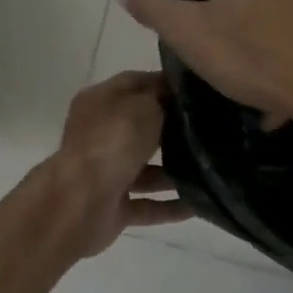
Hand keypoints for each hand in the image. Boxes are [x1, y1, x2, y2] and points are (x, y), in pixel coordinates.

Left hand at [47, 71, 191, 256]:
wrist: (82, 202)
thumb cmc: (113, 142)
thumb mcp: (144, 105)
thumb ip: (161, 98)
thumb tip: (174, 99)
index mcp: (99, 102)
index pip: (134, 84)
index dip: (164, 84)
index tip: (197, 91)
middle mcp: (98, 136)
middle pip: (139, 128)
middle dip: (172, 130)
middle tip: (209, 131)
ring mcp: (104, 173)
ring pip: (145, 170)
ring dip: (174, 173)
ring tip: (211, 171)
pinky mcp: (112, 208)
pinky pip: (147, 205)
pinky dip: (170, 206)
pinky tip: (200, 205)